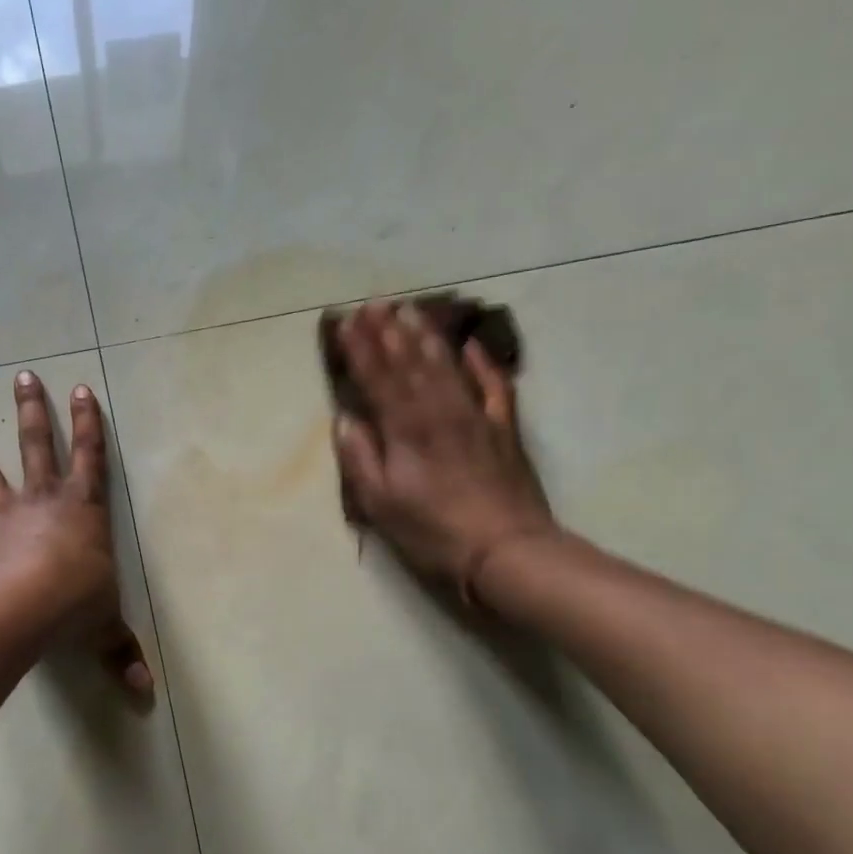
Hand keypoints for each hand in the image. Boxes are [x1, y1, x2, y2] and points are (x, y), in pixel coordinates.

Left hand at [0, 370, 153, 693]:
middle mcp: (44, 501)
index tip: (82, 389)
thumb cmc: (77, 603)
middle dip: (32, 411)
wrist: (28, 606)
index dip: (89, 423)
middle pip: (38, 446)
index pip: (90, 457)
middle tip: (23, 377)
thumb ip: (122, 655)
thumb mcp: (107, 629)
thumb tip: (145, 696)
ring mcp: (6, 517)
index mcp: (83, 509)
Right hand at [332, 301, 559, 596]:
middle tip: (375, 302)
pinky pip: (493, 385)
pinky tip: (470, 345)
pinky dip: (482, 362)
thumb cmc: (433, 531)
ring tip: (410, 310)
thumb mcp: (381, 504)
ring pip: (447, 365)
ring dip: (426, 335)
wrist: (507, 551)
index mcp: (406, 429)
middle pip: (410, 362)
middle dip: (389, 331)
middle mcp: (439, 411)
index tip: (346, 322)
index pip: (378, 379)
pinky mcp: (503, 428)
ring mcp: (475, 416)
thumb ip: (360, 458)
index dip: (360, 349)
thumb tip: (345, 419)